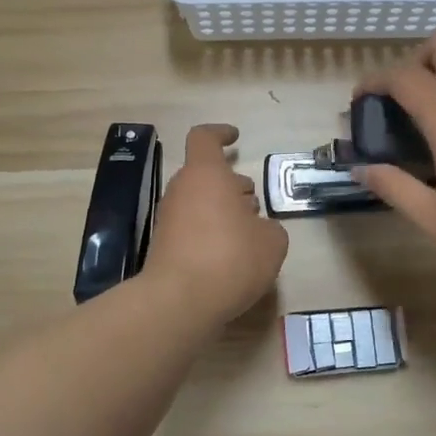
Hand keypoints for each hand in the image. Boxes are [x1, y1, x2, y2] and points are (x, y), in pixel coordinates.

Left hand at [145, 124, 289, 322]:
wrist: (179, 301)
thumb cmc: (231, 258)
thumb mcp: (272, 242)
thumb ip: (269, 228)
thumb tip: (258, 229)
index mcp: (206, 174)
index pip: (204, 138)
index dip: (220, 133)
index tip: (235, 138)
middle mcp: (182, 190)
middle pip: (205, 174)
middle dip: (231, 184)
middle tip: (253, 202)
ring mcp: (168, 218)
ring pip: (198, 202)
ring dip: (222, 210)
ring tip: (248, 232)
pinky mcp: (163, 246)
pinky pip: (191, 228)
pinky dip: (210, 233)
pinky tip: (230, 257)